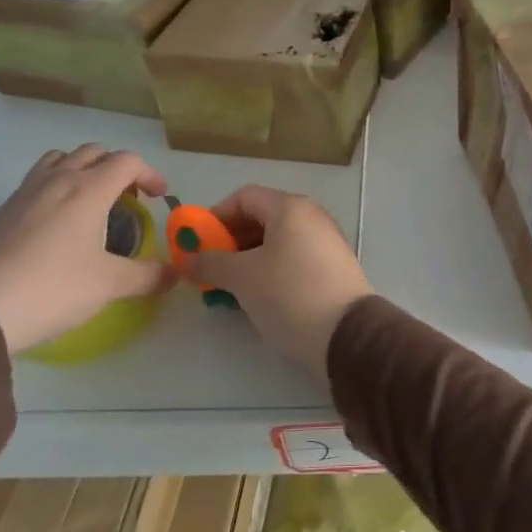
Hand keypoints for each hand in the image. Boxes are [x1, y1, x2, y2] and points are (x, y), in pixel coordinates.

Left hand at [0, 145, 174, 354]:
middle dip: (117, 168)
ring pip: (60, 159)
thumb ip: (147, 276)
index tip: (159, 197)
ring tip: (90, 199)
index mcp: (88, 190)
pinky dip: (56, 186)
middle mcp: (58, 180)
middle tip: (127, 198)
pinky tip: (56, 223)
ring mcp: (25, 192)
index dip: (149, 174)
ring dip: (82, 168)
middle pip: (94, 152)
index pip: (127, 161)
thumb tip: (174, 275)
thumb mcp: (109, 285)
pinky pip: (37, 180)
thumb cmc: (53, 289)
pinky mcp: (2, 211)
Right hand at [180, 185, 371, 382]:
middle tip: (209, 269)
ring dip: (247, 259)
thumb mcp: (243, 277)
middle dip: (230, 241)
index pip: (244, 197)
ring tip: (228, 287)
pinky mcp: (332, 268)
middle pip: (261, 217)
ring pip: (276, 241)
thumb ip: (210, 263)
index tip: (197, 244)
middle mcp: (311, 217)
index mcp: (291, 208)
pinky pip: (292, 259)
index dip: (216, 216)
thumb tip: (184, 258)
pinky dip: (270, 270)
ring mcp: (325, 242)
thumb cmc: (290, 293)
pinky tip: (256, 296)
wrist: (347, 334)